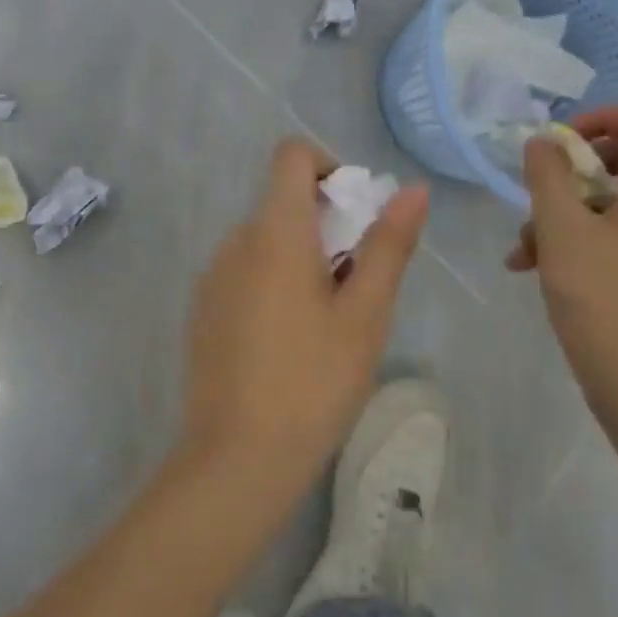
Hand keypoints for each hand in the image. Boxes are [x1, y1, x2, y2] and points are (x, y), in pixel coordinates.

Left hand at [180, 139, 429, 504]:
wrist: (236, 461)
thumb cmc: (313, 381)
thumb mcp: (365, 314)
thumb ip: (388, 245)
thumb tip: (413, 190)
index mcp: (275, 231)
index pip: (291, 155)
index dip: (328, 166)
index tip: (354, 212)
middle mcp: (236, 241)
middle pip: (283, 200)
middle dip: (327, 223)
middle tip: (357, 281)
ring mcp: (213, 276)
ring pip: (266, 240)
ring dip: (302, 255)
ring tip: (329, 318)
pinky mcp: (204, 310)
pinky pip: (246, 271)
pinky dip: (275, 281)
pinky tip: (292, 341)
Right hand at [507, 107, 617, 409]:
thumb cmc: (602, 297)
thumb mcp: (561, 228)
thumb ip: (547, 174)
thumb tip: (543, 142)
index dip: (595, 119)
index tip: (556, 145)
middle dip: (567, 174)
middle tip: (537, 194)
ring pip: (606, 200)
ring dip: (560, 212)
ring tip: (525, 246)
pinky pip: (610, 233)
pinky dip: (573, 239)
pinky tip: (531, 266)